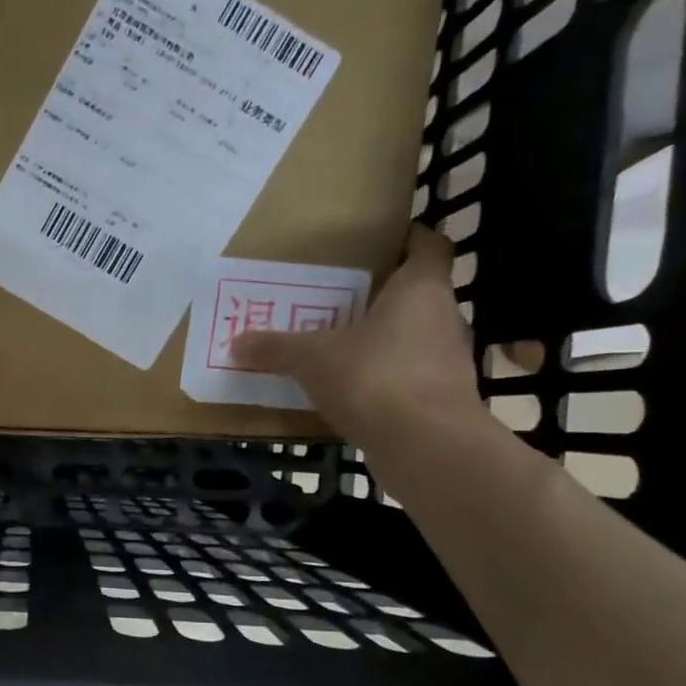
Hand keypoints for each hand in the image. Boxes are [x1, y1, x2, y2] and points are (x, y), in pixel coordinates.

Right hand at [230, 224, 481, 452]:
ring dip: (383, 342)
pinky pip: (410, 377)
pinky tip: (353, 393)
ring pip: (414, 339)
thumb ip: (276, 348)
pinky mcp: (442, 400)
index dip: (410, 240)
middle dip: (382, 298)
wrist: (426, 446)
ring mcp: (449, 362)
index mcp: (421, 290)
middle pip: (417, 296)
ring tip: (341, 349)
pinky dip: (386, 379)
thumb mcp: (312, 359)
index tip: (384, 243)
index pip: (430, 247)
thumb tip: (236, 342)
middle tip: (341, 302)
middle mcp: (444, 318)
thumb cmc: (374, 378)